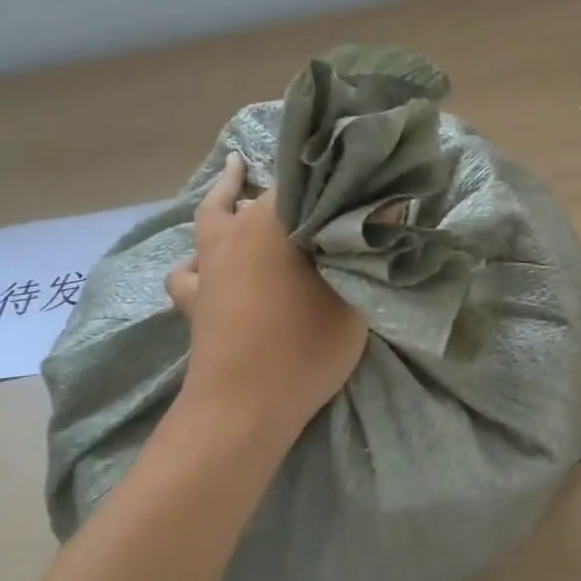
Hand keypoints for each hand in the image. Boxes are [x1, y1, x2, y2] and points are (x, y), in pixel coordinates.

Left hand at [165, 152, 368, 439]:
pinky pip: (191, 267)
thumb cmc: (304, 346)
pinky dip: (201, 257)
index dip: (329, 173)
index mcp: (272, 225)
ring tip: (239, 182)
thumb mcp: (353, 297)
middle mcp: (233, 235)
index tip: (355, 171)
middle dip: (282, 183)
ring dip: (227, 200)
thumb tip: (389, 207)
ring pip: (212, 218)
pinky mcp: (195, 301)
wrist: (242, 409)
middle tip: (311, 176)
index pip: (301, 179)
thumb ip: (368, 249)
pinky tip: (211, 263)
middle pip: (254, 193)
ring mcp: (208, 268)